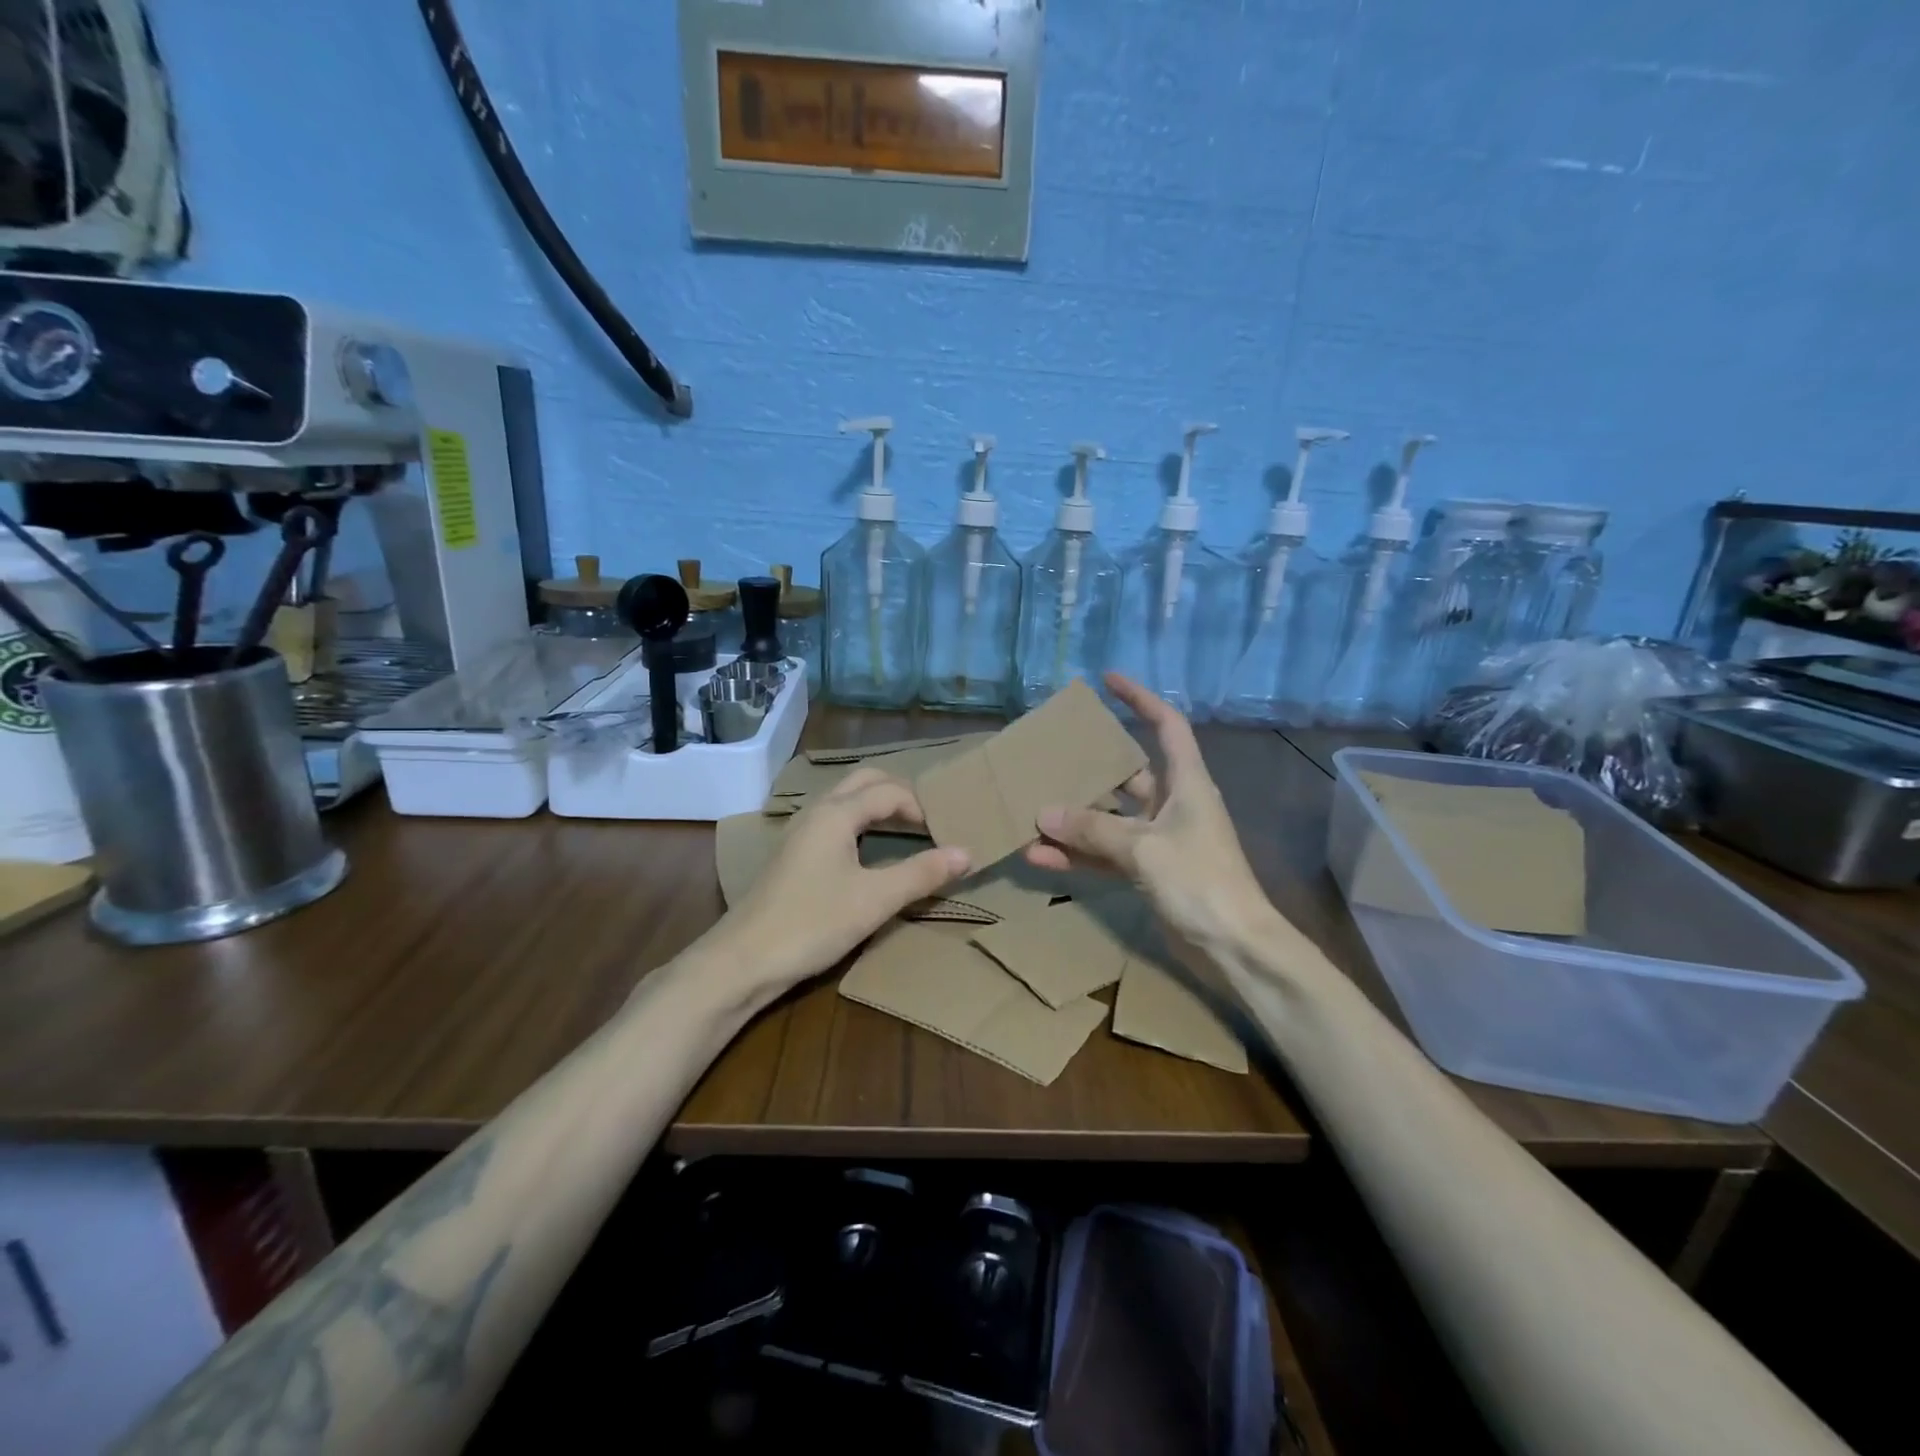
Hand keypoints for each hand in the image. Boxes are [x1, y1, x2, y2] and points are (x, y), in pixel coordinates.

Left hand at [717, 767, 970, 996]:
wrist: (742, 961)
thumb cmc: (812, 923)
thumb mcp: (875, 900)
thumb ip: (921, 873)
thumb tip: (967, 853)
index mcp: (836, 813)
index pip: (889, 791)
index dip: (922, 806)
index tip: (947, 831)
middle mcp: (816, 812)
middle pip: (864, 782)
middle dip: (899, 793)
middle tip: (930, 820)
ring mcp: (799, 833)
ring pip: (845, 800)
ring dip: (878, 806)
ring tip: (908, 831)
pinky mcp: (792, 855)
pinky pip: (834, 821)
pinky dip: (860, 824)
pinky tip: (869, 853)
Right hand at [1026, 673, 1272, 956]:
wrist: (1235, 948)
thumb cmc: (1200, 882)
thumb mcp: (1144, 848)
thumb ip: (1092, 829)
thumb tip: (1043, 813)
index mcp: (1187, 783)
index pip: (1166, 725)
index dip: (1140, 699)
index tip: (1108, 681)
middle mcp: (1174, 804)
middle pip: (1128, 773)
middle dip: (1090, 766)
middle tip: (1051, 754)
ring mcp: (1160, 840)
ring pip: (1110, 819)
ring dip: (1074, 820)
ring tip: (1031, 813)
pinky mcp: (1149, 872)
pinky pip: (1106, 855)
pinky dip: (1078, 856)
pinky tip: (1040, 858)